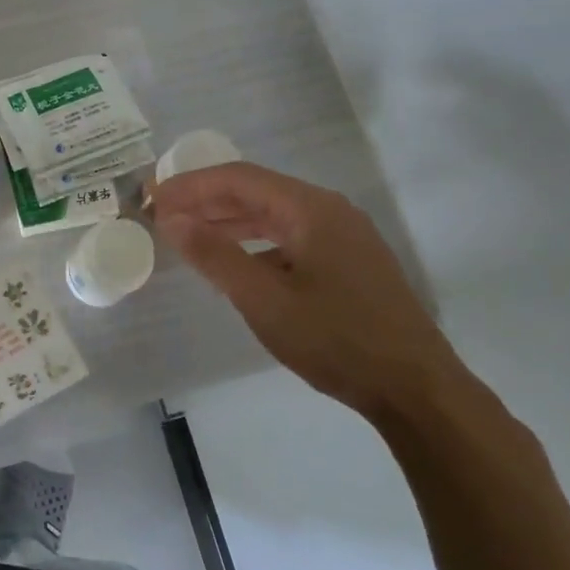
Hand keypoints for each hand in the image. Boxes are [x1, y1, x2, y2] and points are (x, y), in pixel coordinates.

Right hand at [153, 162, 464, 420]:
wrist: (417, 391)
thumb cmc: (336, 341)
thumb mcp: (264, 300)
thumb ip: (215, 255)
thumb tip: (172, 219)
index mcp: (311, 209)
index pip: (239, 178)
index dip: (191, 186)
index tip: (152, 199)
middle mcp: (329, 211)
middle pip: (256, 191)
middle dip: (206, 200)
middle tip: (162, 215)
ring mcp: (344, 236)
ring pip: (273, 215)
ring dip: (229, 220)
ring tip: (188, 234)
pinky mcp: (350, 262)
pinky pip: (290, 237)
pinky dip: (255, 241)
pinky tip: (234, 262)